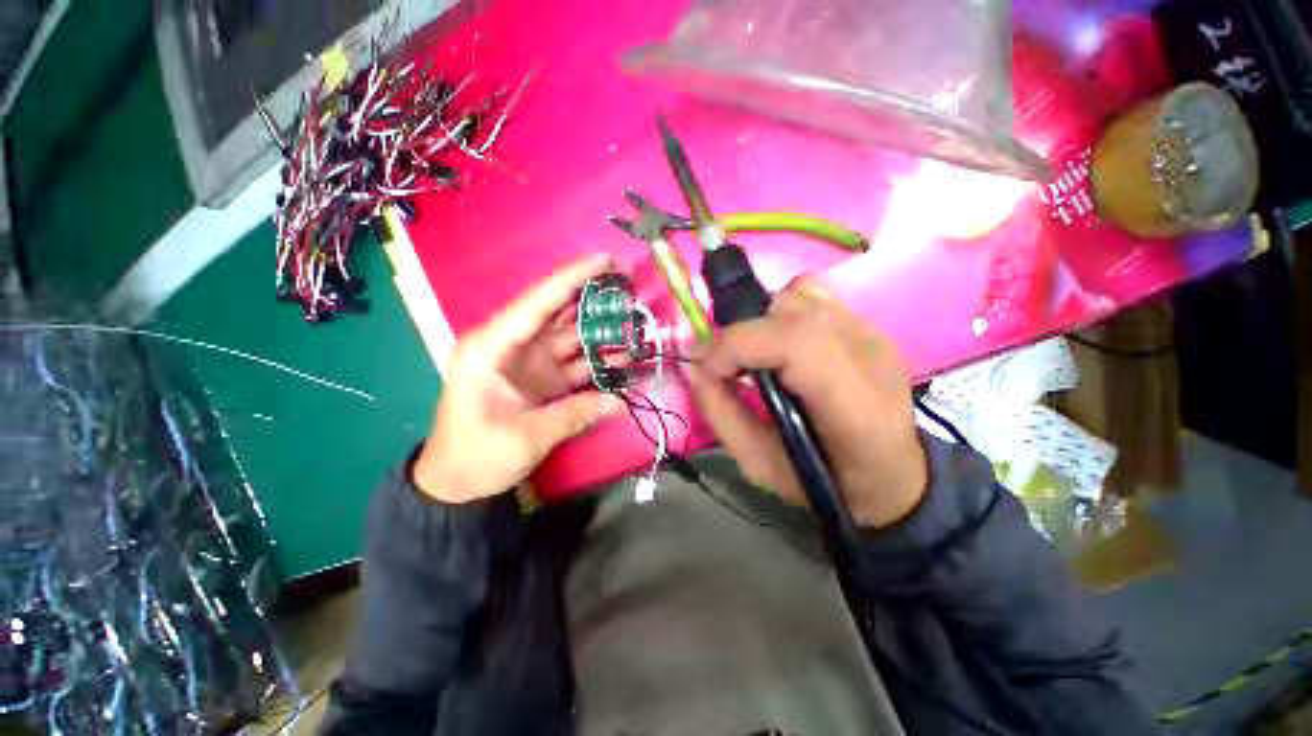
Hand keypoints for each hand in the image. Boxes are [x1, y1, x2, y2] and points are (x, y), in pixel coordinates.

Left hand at [413, 255, 624, 502]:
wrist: (456, 484)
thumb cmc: (476, 456)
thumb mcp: (524, 436)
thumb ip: (574, 415)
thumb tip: (621, 402)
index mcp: (492, 347)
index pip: (537, 303)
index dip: (572, 278)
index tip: (604, 260)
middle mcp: (512, 346)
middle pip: (558, 314)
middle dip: (593, 299)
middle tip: (630, 286)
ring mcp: (531, 363)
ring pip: (571, 337)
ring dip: (602, 330)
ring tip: (637, 320)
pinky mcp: (543, 380)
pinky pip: (576, 364)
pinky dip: (599, 361)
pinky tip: (625, 359)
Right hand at [687, 275, 927, 528]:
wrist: (890, 475)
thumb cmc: (824, 481)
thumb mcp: (759, 464)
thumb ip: (721, 413)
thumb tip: (694, 366)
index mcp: (854, 406)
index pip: (794, 343)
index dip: (738, 344)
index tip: (706, 368)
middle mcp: (870, 355)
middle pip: (793, 311)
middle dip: (742, 334)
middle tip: (725, 365)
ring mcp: (874, 333)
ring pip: (801, 293)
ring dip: (763, 321)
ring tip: (758, 356)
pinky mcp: (869, 325)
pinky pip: (815, 294)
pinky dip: (785, 310)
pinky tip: (783, 344)